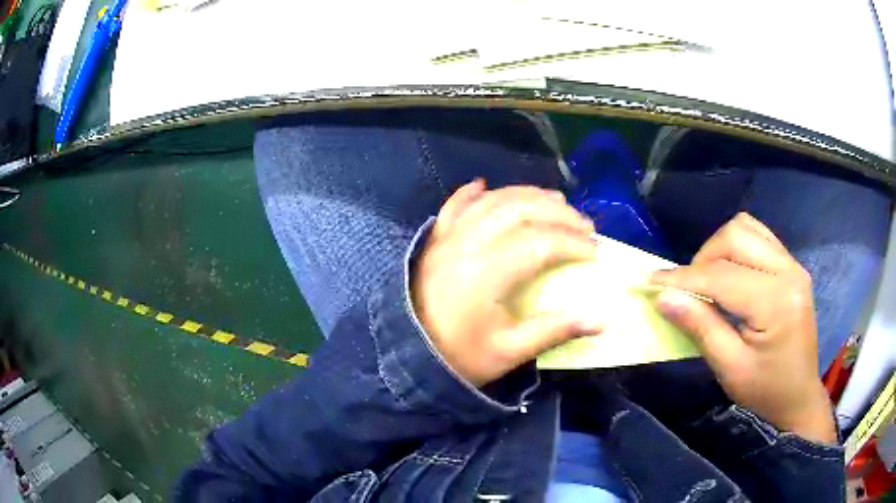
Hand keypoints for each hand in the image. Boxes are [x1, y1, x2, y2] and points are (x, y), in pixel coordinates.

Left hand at [412, 180, 603, 386]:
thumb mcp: (508, 352)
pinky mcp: (436, 239)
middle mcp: (468, 244)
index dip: (572, 243)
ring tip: (557, 201)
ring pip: (492, 201)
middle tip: (585, 225)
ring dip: (527, 195)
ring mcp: (449, 237)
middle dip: (558, 213)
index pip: (539, 243)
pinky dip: (473, 192)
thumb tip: (600, 320)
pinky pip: (455, 205)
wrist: (407, 355)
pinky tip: (486, 185)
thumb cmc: (459, 356)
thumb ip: (554, 331)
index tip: (596, 252)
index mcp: (487, 273)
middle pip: (520, 211)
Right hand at [651, 213, 835, 443]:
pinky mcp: (792, 266)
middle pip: (736, 235)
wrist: (799, 396)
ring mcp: (793, 264)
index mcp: (776, 301)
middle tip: (687, 289)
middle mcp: (788, 271)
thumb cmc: (765, 391)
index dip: (683, 278)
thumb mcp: (729, 368)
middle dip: (703, 257)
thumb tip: (664, 296)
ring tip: (708, 280)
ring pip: (746, 228)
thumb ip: (700, 327)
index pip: (722, 275)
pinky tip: (730, 275)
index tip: (651, 281)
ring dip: (719, 248)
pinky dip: (736, 248)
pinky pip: (758, 237)